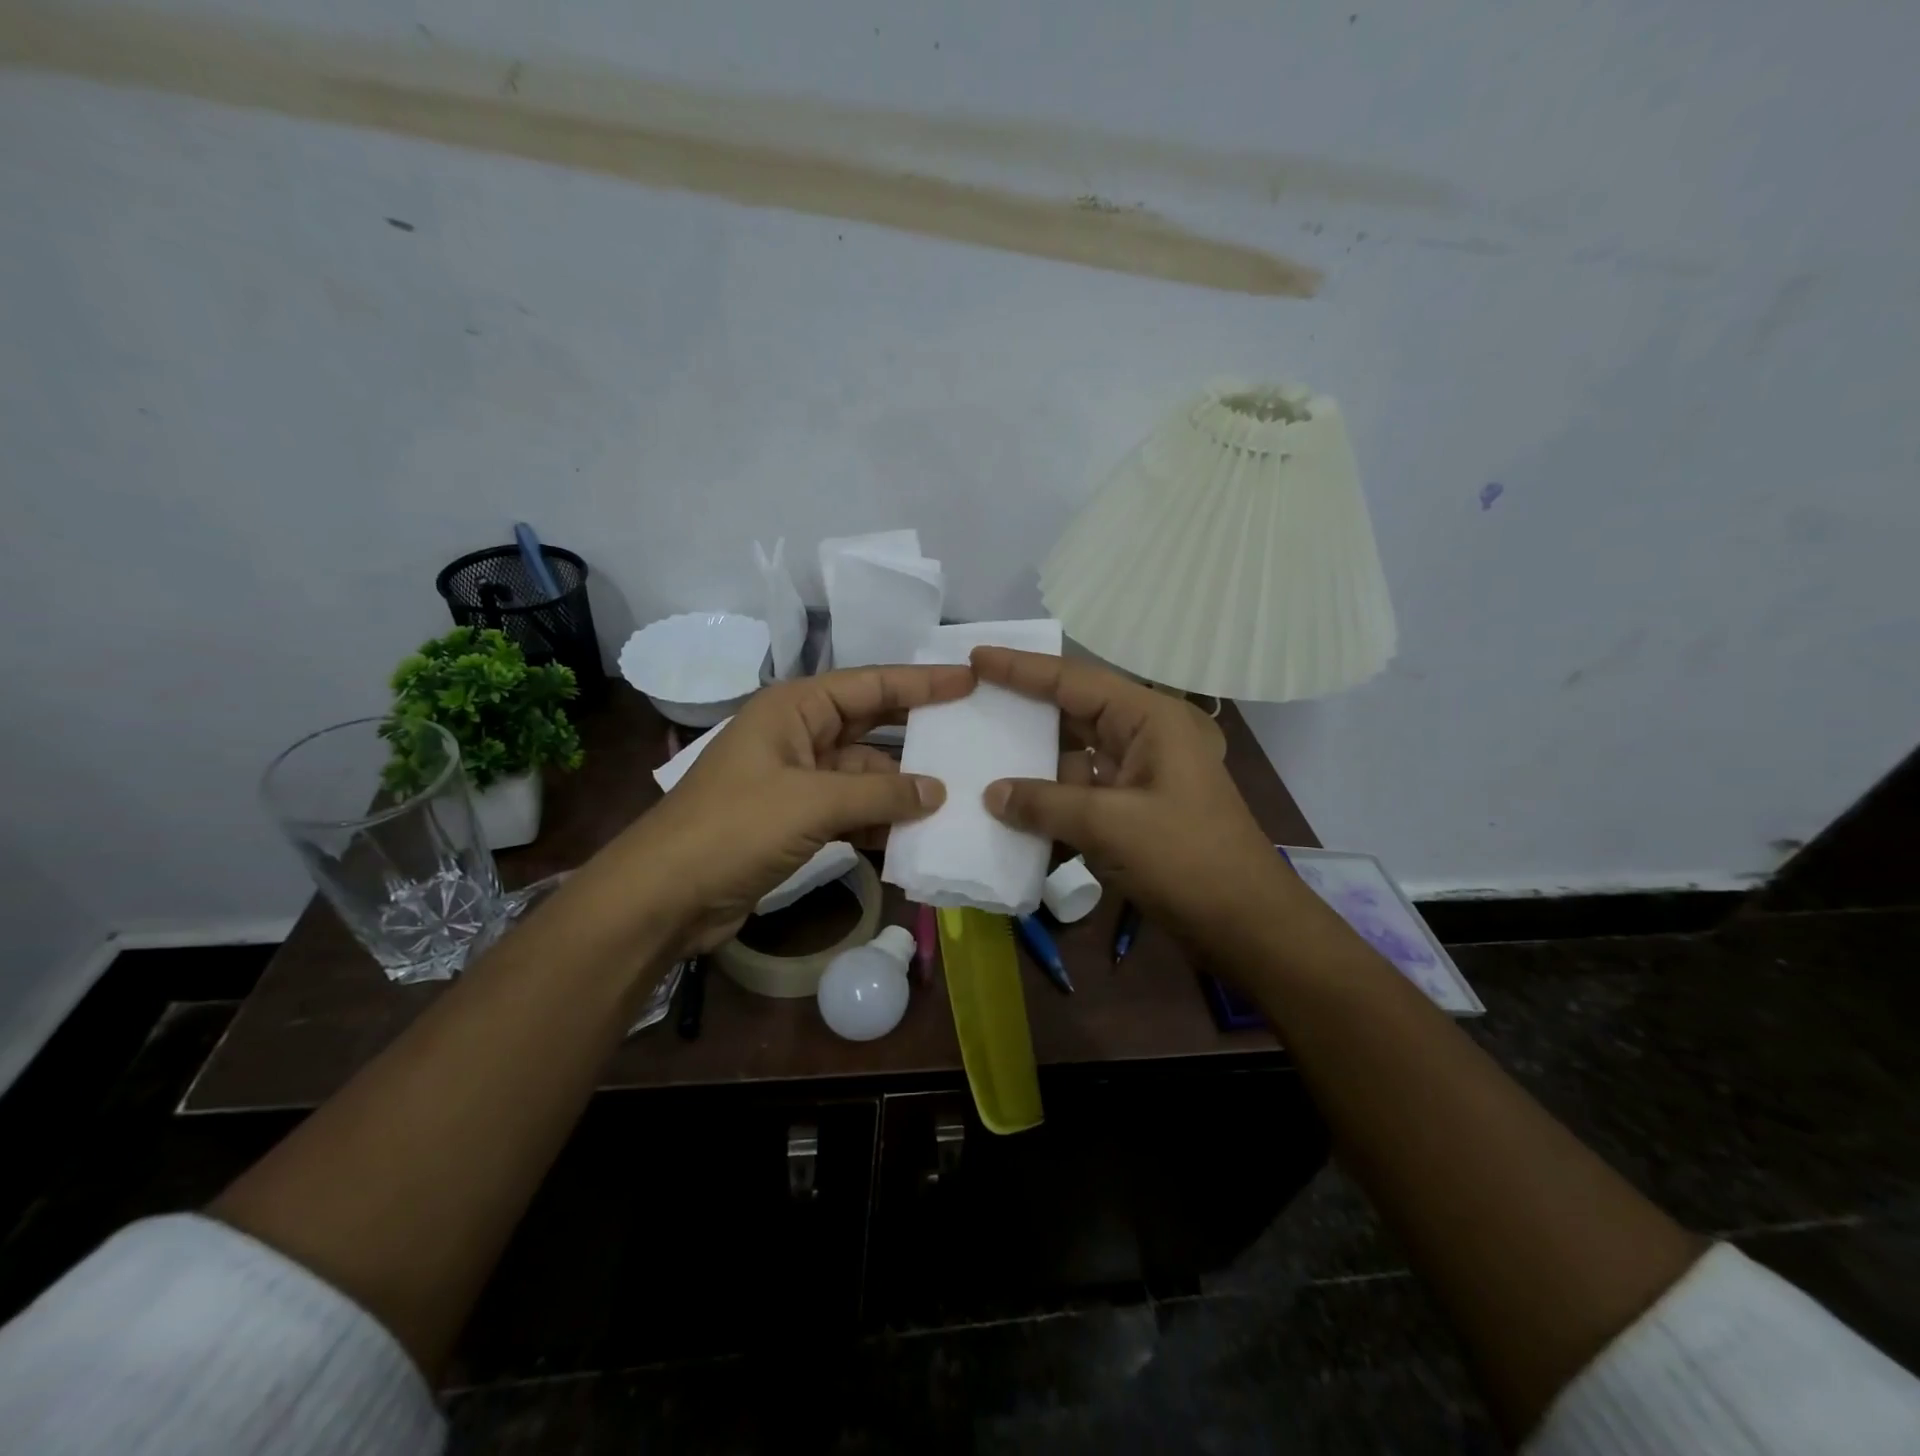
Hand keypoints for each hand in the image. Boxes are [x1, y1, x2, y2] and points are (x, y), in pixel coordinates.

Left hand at [593, 664, 973, 953]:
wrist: (665, 896)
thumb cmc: (734, 829)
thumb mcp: (812, 803)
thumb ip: (880, 794)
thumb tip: (938, 791)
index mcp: (795, 708)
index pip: (871, 685)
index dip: (922, 682)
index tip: (971, 680)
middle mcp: (799, 735)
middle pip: (871, 726)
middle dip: (917, 732)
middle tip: (972, 734)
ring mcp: (797, 780)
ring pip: (865, 775)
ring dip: (902, 788)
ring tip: (958, 796)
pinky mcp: (796, 821)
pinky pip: (851, 810)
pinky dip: (880, 820)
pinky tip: (916, 835)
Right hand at [971, 648, 1291, 950]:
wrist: (1247, 924)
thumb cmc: (1188, 860)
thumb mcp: (1112, 826)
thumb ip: (1046, 804)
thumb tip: (992, 794)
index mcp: (1151, 719)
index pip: (1076, 681)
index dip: (1023, 669)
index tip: (976, 657)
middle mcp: (1144, 738)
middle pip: (1073, 713)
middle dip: (1024, 710)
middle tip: (970, 700)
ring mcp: (1139, 776)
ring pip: (1073, 757)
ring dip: (1032, 763)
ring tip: (977, 755)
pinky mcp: (1132, 812)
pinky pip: (1081, 794)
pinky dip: (1049, 801)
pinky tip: (1009, 808)